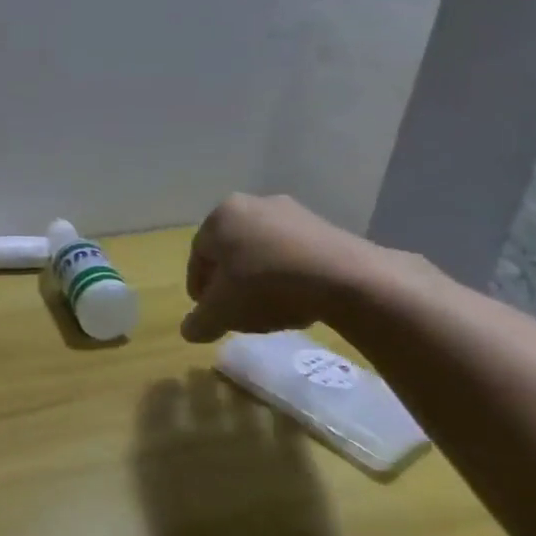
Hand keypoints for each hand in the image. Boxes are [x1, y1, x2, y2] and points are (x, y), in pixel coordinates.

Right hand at [181, 194, 398, 343]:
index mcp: (221, 216)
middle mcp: (253, 204)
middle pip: (231, 251)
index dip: (199, 288)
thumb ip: (199, 322)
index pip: (198, 256)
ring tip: (268, 308)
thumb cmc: (265, 287)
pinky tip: (297, 298)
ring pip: (263, 251)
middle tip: (235, 310)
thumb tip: (189, 330)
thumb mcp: (222, 313)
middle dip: (231, 281)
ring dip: (260, 278)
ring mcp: (293, 212)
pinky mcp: (326, 226)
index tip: (207, 312)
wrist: (346, 279)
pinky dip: (289, 275)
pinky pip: (294, 253)